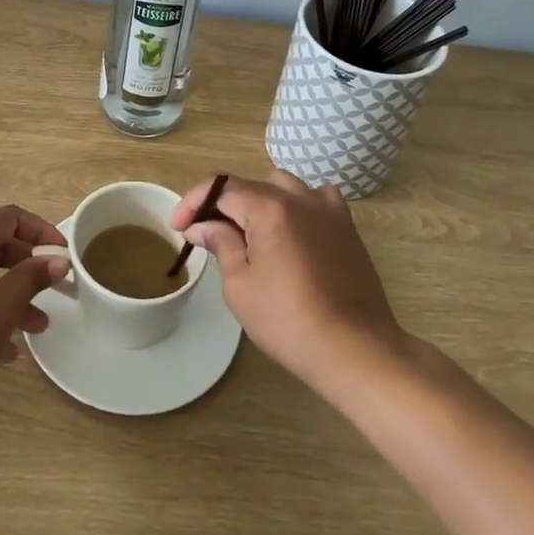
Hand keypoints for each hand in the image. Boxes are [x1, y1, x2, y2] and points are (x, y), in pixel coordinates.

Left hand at [0, 205, 70, 409]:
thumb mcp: (7, 303)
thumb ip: (35, 276)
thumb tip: (59, 260)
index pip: (7, 218)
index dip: (39, 229)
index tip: (61, 252)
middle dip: (27, 268)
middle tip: (51, 287)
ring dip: (11, 297)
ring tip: (37, 326)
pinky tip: (6, 349)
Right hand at [171, 171, 403, 387]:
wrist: (355, 349)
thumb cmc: (288, 321)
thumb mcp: (240, 285)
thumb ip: (220, 244)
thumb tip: (201, 225)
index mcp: (269, 208)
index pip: (221, 187)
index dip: (193, 203)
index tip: (178, 227)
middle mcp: (299, 197)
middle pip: (250, 185)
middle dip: (223, 204)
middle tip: (208, 234)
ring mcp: (328, 209)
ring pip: (283, 186)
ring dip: (259, 201)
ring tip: (248, 231)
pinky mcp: (346, 226)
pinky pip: (316, 198)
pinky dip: (297, 205)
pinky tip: (292, 228)